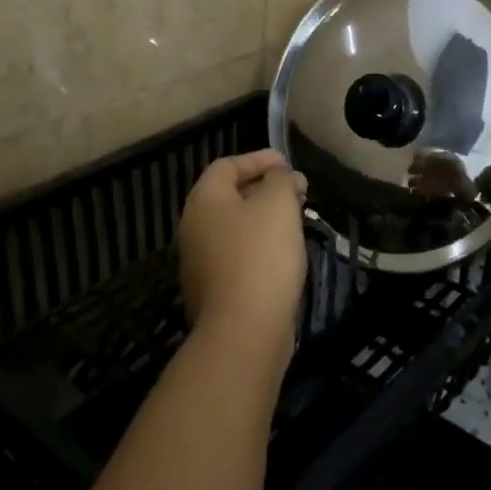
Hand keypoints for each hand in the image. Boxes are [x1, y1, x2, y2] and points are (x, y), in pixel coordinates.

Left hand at [178, 150, 308, 361]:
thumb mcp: (278, 204)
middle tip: (296, 191)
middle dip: (264, 188)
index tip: (287, 163)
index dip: (258, 159)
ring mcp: (200, 263)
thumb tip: (281, 177)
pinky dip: (259, 247)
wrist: (244, 331)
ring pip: (234, 228)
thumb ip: (281, 180)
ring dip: (263, 219)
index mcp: (204, 200)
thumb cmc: (260, 255)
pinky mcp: (214, 292)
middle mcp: (194, 227)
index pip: (227, 165)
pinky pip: (237, 256)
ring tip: (295, 220)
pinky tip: (283, 255)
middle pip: (229, 196)